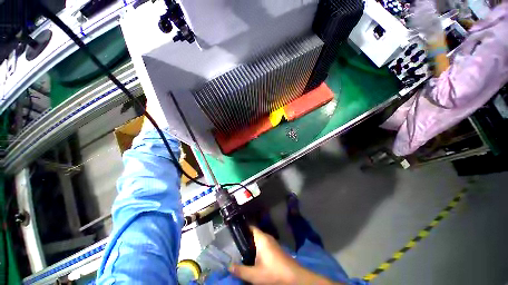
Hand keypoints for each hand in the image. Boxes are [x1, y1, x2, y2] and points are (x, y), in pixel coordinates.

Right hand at [229, 227, 340, 284]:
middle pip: (254, 233)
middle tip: (235, 241)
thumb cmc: (273, 273)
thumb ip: (240, 270)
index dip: (243, 226)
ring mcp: (273, 243)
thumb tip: (229, 265)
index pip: (251, 227)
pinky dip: (257, 247)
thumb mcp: (254, 275)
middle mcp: (267, 237)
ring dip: (252, 243)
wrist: (294, 277)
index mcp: (262, 238)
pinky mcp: (276, 249)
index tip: (235, 229)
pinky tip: (254, 256)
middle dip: (246, 236)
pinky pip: (264, 244)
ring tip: (242, 248)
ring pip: (259, 239)